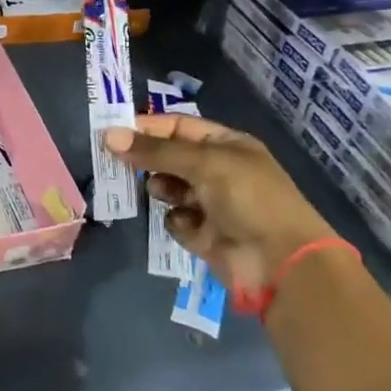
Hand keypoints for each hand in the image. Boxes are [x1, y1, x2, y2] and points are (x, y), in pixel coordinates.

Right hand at [104, 114, 333, 298]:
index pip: (178, 127)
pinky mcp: (204, 235)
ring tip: (160, 192)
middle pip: (169, 157)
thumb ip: (154, 150)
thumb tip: (108, 136)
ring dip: (161, 190)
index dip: (147, 127)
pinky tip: (189, 226)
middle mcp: (218, 171)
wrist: (282, 263)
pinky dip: (178, 222)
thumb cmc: (248, 198)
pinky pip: (176, 220)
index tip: (113, 132)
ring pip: (168, 188)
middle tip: (116, 162)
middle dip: (147, 160)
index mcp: (225, 145)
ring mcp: (211, 204)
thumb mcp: (203, 163)